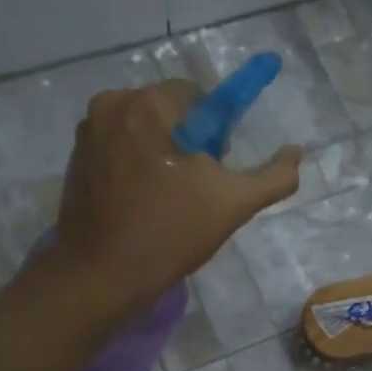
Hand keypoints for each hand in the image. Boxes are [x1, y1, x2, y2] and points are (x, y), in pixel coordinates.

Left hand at [33, 80, 299, 316]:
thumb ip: (275, 176)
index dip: (216, 133)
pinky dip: (136, 166)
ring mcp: (88, 131)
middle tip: (195, 190)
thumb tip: (296, 152)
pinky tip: (143, 203)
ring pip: (143, 130)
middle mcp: (112, 104)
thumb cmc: (171, 232)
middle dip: (188, 143)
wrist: (103, 274)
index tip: (215, 169)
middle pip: (168, 111)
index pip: (199, 96)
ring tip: (169, 200)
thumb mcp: (235, 203)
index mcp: (149, 104)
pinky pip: (119, 148)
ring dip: (162, 153)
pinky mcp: (75, 158)